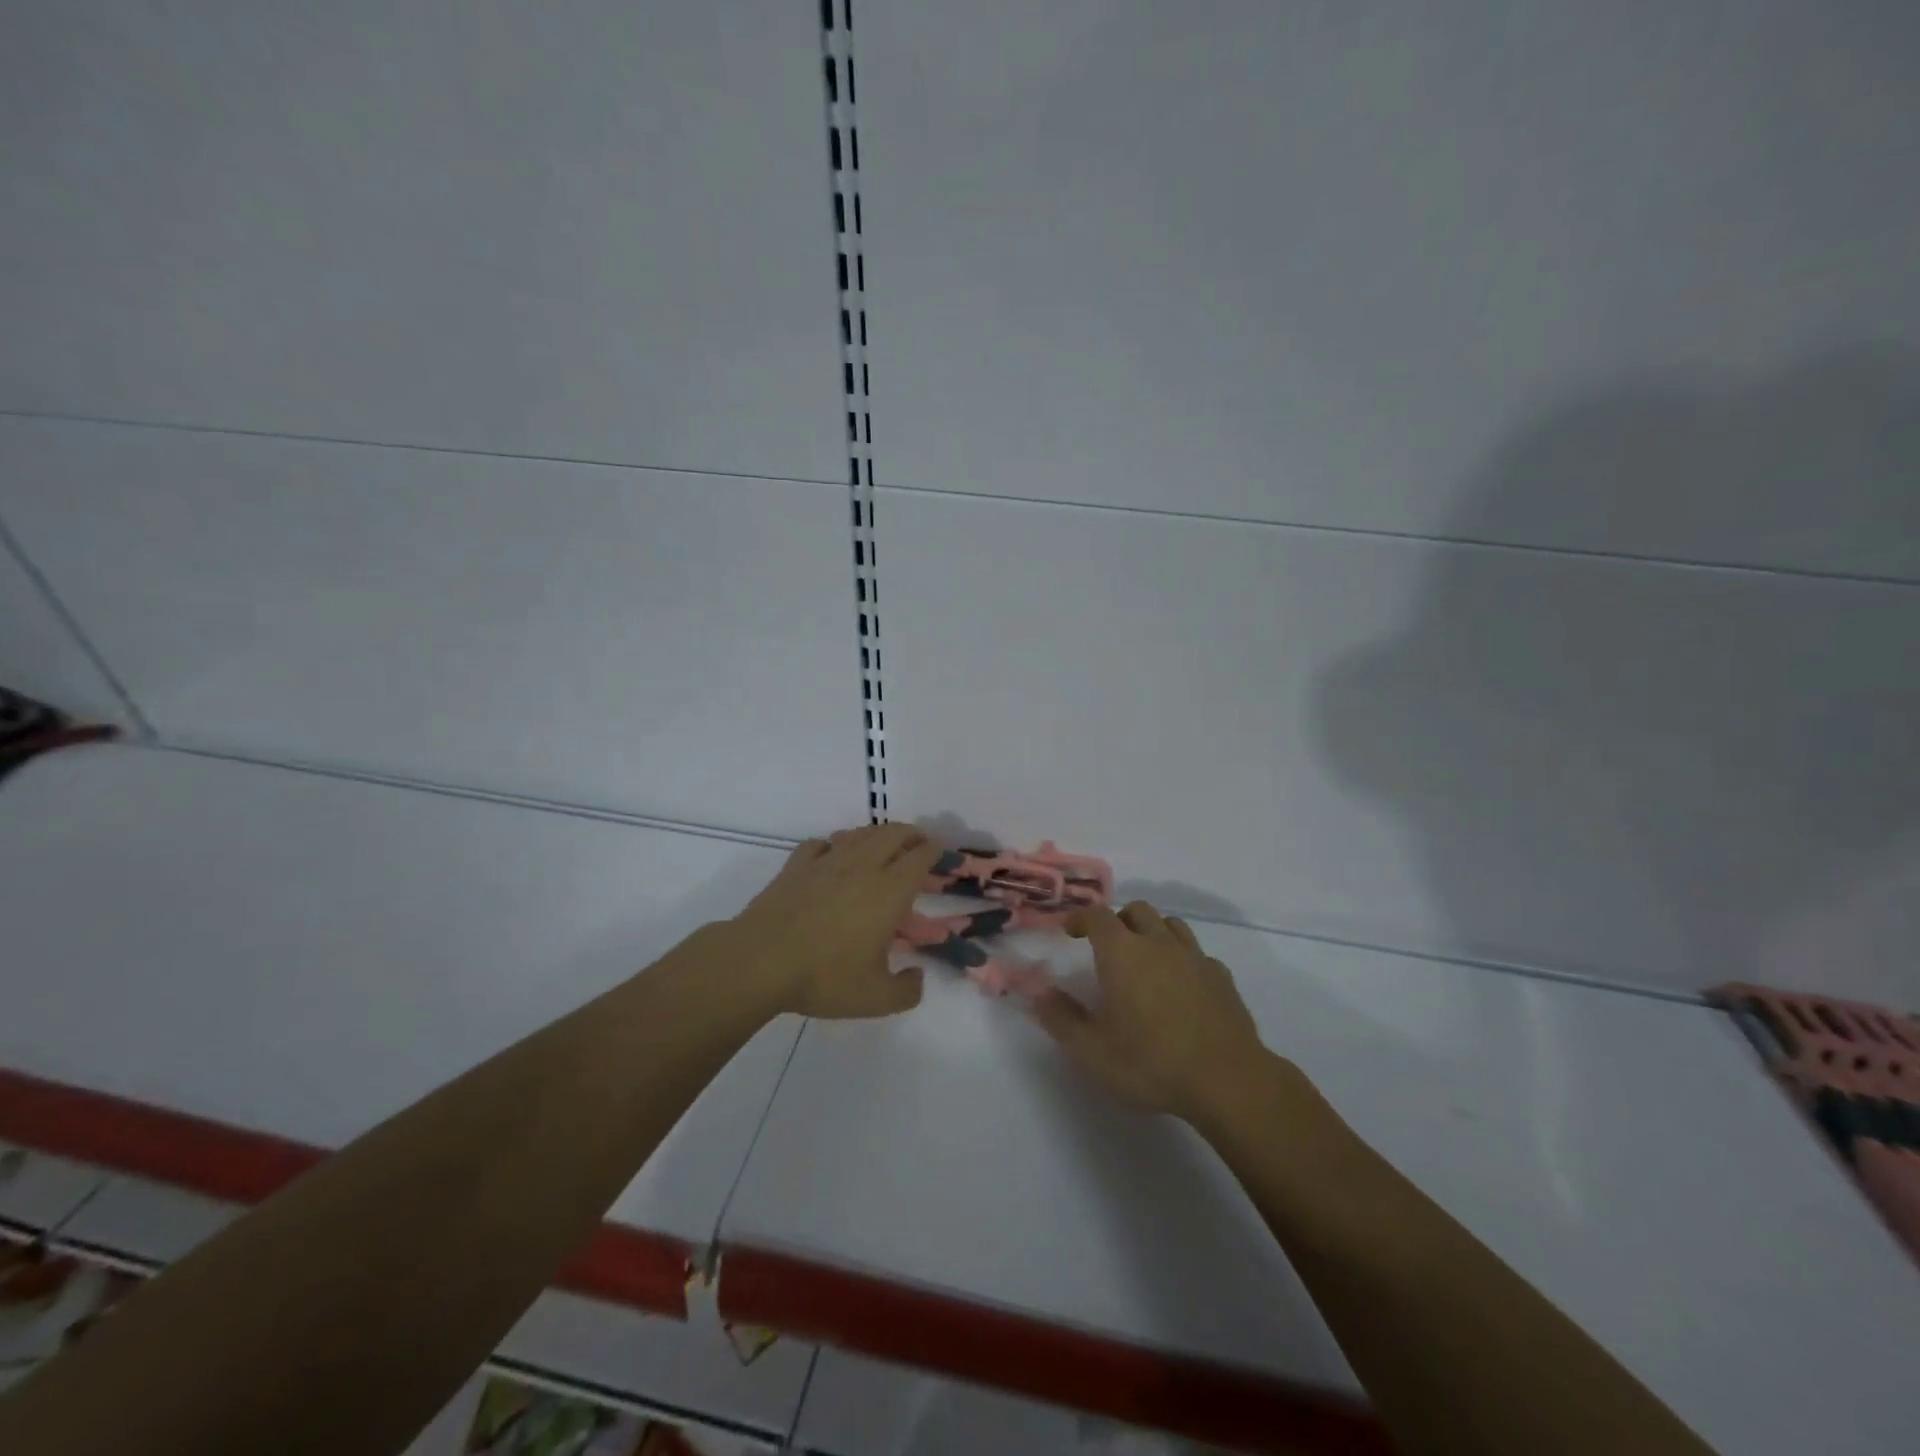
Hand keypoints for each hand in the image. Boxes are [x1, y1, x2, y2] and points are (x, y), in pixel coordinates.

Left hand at [729, 824, 940, 1018]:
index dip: (935, 851)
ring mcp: (826, 862)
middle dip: (911, 834)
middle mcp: (862, 867)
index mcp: (889, 891)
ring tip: (881, 846)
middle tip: (918, 844)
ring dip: (876, 835)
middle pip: (893, 833)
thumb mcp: (876, 998)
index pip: (920, 857)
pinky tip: (831, 856)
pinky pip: (820, 844)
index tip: (941, 853)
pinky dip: (833, 845)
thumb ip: (906, 990)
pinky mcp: (796, 866)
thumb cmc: (825, 976)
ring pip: (859, 834)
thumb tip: (917, 977)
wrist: (760, 960)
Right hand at [1029, 901, 1268, 1123]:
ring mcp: (1194, 956)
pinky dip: (1182, 958)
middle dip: (1118, 921)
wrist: (1227, 1080)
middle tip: (1107, 947)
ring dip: (1152, 932)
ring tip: (1144, 959)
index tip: (1069, 931)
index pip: (1097, 915)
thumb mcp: (1093, 1050)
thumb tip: (1036, 994)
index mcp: (1122, 952)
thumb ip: (1060, 1019)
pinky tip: (1180, 985)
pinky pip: (1196, 952)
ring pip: (1170, 924)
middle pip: (1136, 910)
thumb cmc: (1152, 1062)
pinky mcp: (1221, 976)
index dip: (1080, 918)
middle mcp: (1158, 943)